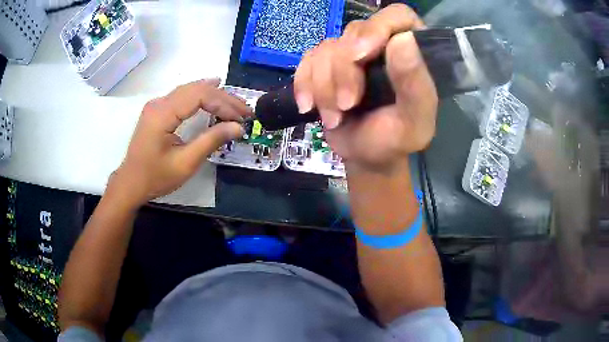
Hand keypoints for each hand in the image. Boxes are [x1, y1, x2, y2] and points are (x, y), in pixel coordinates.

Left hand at [108, 79, 251, 207]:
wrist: (131, 183)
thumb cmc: (155, 177)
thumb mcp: (185, 163)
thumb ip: (211, 141)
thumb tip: (238, 127)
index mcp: (163, 114)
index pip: (199, 96)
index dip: (223, 103)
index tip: (242, 117)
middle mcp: (159, 103)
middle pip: (196, 89)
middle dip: (223, 97)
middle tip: (244, 110)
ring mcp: (157, 104)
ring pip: (190, 89)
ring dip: (214, 94)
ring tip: (235, 103)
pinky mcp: (158, 109)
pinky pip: (183, 95)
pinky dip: (201, 94)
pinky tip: (212, 89)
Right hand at [293, 4, 437, 172]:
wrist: (363, 156)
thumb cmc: (394, 140)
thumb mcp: (414, 121)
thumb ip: (416, 84)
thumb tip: (403, 38)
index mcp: (412, 52)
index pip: (397, 16)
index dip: (377, 28)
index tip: (360, 56)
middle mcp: (382, 44)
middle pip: (354, 32)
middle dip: (344, 71)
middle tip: (348, 105)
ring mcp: (351, 52)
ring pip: (327, 48)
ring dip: (324, 87)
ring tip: (336, 116)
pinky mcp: (326, 64)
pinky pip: (307, 59)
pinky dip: (304, 84)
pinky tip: (310, 106)